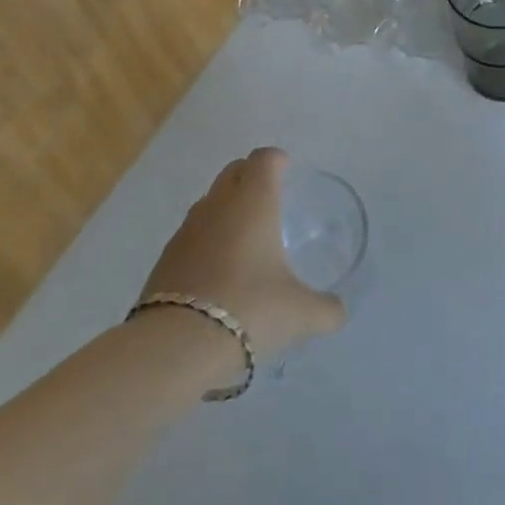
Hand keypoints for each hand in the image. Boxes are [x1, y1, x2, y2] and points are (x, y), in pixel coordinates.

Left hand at [139, 148, 345, 363]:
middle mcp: (217, 205)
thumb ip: (326, 308)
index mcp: (253, 202)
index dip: (277, 161)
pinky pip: (191, 234)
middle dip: (251, 176)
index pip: (264, 159)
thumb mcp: (300, 313)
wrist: (176, 346)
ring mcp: (186, 230)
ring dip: (226, 209)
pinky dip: (206, 240)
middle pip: (234, 171)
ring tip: (245, 238)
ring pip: (210, 201)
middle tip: (270, 200)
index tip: (288, 173)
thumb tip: (338, 311)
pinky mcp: (165, 258)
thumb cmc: (249, 309)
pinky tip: (217, 272)